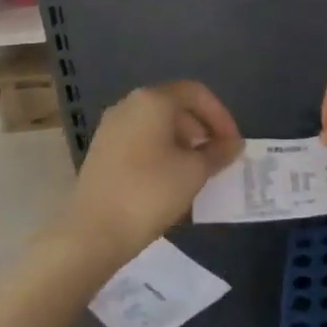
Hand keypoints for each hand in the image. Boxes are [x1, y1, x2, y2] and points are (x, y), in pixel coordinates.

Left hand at [64, 82, 241, 261]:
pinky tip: (171, 182)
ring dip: (183, 144)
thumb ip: (218, 153)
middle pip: (176, 107)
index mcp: (152, 100)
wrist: (93, 233)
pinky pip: (141, 142)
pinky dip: (162, 154)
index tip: (233, 144)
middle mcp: (129, 105)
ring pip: (157, 126)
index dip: (221, 115)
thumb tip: (233, 145)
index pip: (196, 93)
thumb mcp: (194, 172)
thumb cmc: (150, 192)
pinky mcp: (101, 152)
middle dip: (202, 130)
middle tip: (218, 158)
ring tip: (198, 173)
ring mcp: (111, 128)